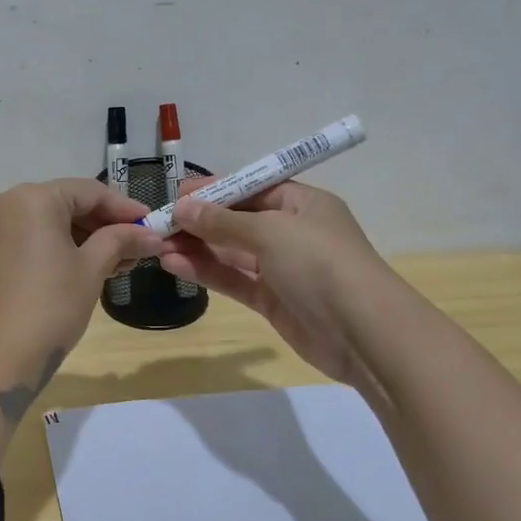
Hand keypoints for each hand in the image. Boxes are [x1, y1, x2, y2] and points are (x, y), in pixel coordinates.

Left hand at [0, 178, 163, 418]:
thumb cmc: (48, 307)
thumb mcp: (90, 270)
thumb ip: (120, 241)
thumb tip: (151, 234)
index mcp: (32, 197)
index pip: (89, 191)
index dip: (125, 208)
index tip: (153, 224)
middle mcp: (5, 202)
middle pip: (67, 204)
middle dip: (104, 225)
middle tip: (139, 248)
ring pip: (49, 223)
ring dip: (84, 239)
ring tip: (119, 263)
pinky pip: (30, 239)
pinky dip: (59, 248)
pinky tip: (86, 268)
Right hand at [163, 180, 389, 391]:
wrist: (363, 332)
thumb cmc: (320, 264)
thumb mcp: (270, 232)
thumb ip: (223, 221)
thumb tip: (183, 207)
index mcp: (302, 204)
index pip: (253, 188)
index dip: (216, 189)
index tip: (177, 193)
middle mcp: (292, 232)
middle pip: (238, 220)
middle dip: (200, 220)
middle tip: (159, 222)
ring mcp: (282, 268)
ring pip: (231, 252)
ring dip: (197, 247)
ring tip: (157, 244)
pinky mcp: (272, 300)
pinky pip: (234, 280)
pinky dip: (206, 272)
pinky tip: (173, 265)